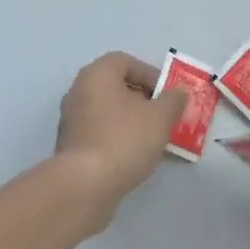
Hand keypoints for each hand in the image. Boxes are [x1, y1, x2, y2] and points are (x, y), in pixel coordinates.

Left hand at [52, 52, 185, 229]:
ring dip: (131, 121)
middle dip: (143, 99)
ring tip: (152, 139)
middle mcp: (79, 91)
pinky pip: (99, 133)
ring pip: (108, 111)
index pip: (126, 62)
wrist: (84, 186)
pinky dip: (117, 138)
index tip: (166, 95)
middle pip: (116, 86)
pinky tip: (133, 156)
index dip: (150, 74)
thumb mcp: (160, 117)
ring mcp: (71, 120)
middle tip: (163, 116)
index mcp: (97, 74)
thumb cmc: (124, 139)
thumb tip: (179, 92)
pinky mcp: (70, 147)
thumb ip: (173, 100)